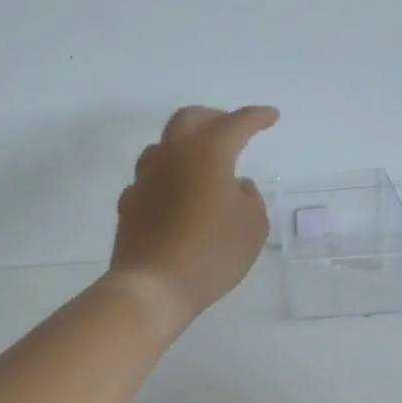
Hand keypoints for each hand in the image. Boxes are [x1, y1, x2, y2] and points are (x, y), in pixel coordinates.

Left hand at [108, 105, 279, 332]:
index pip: (236, 123)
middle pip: (190, 119)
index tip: (271, 116)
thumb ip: (250, 198)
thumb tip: (236, 185)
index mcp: (208, 153)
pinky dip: (168, 176)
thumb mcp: (252, 227)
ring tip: (201, 161)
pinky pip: (150, 177)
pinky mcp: (130, 202)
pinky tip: (176, 193)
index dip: (257, 117)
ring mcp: (145, 177)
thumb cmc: (211, 253)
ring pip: (164, 145)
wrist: (153, 286)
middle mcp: (172, 155)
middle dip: (214, 117)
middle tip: (231, 127)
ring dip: (185, 144)